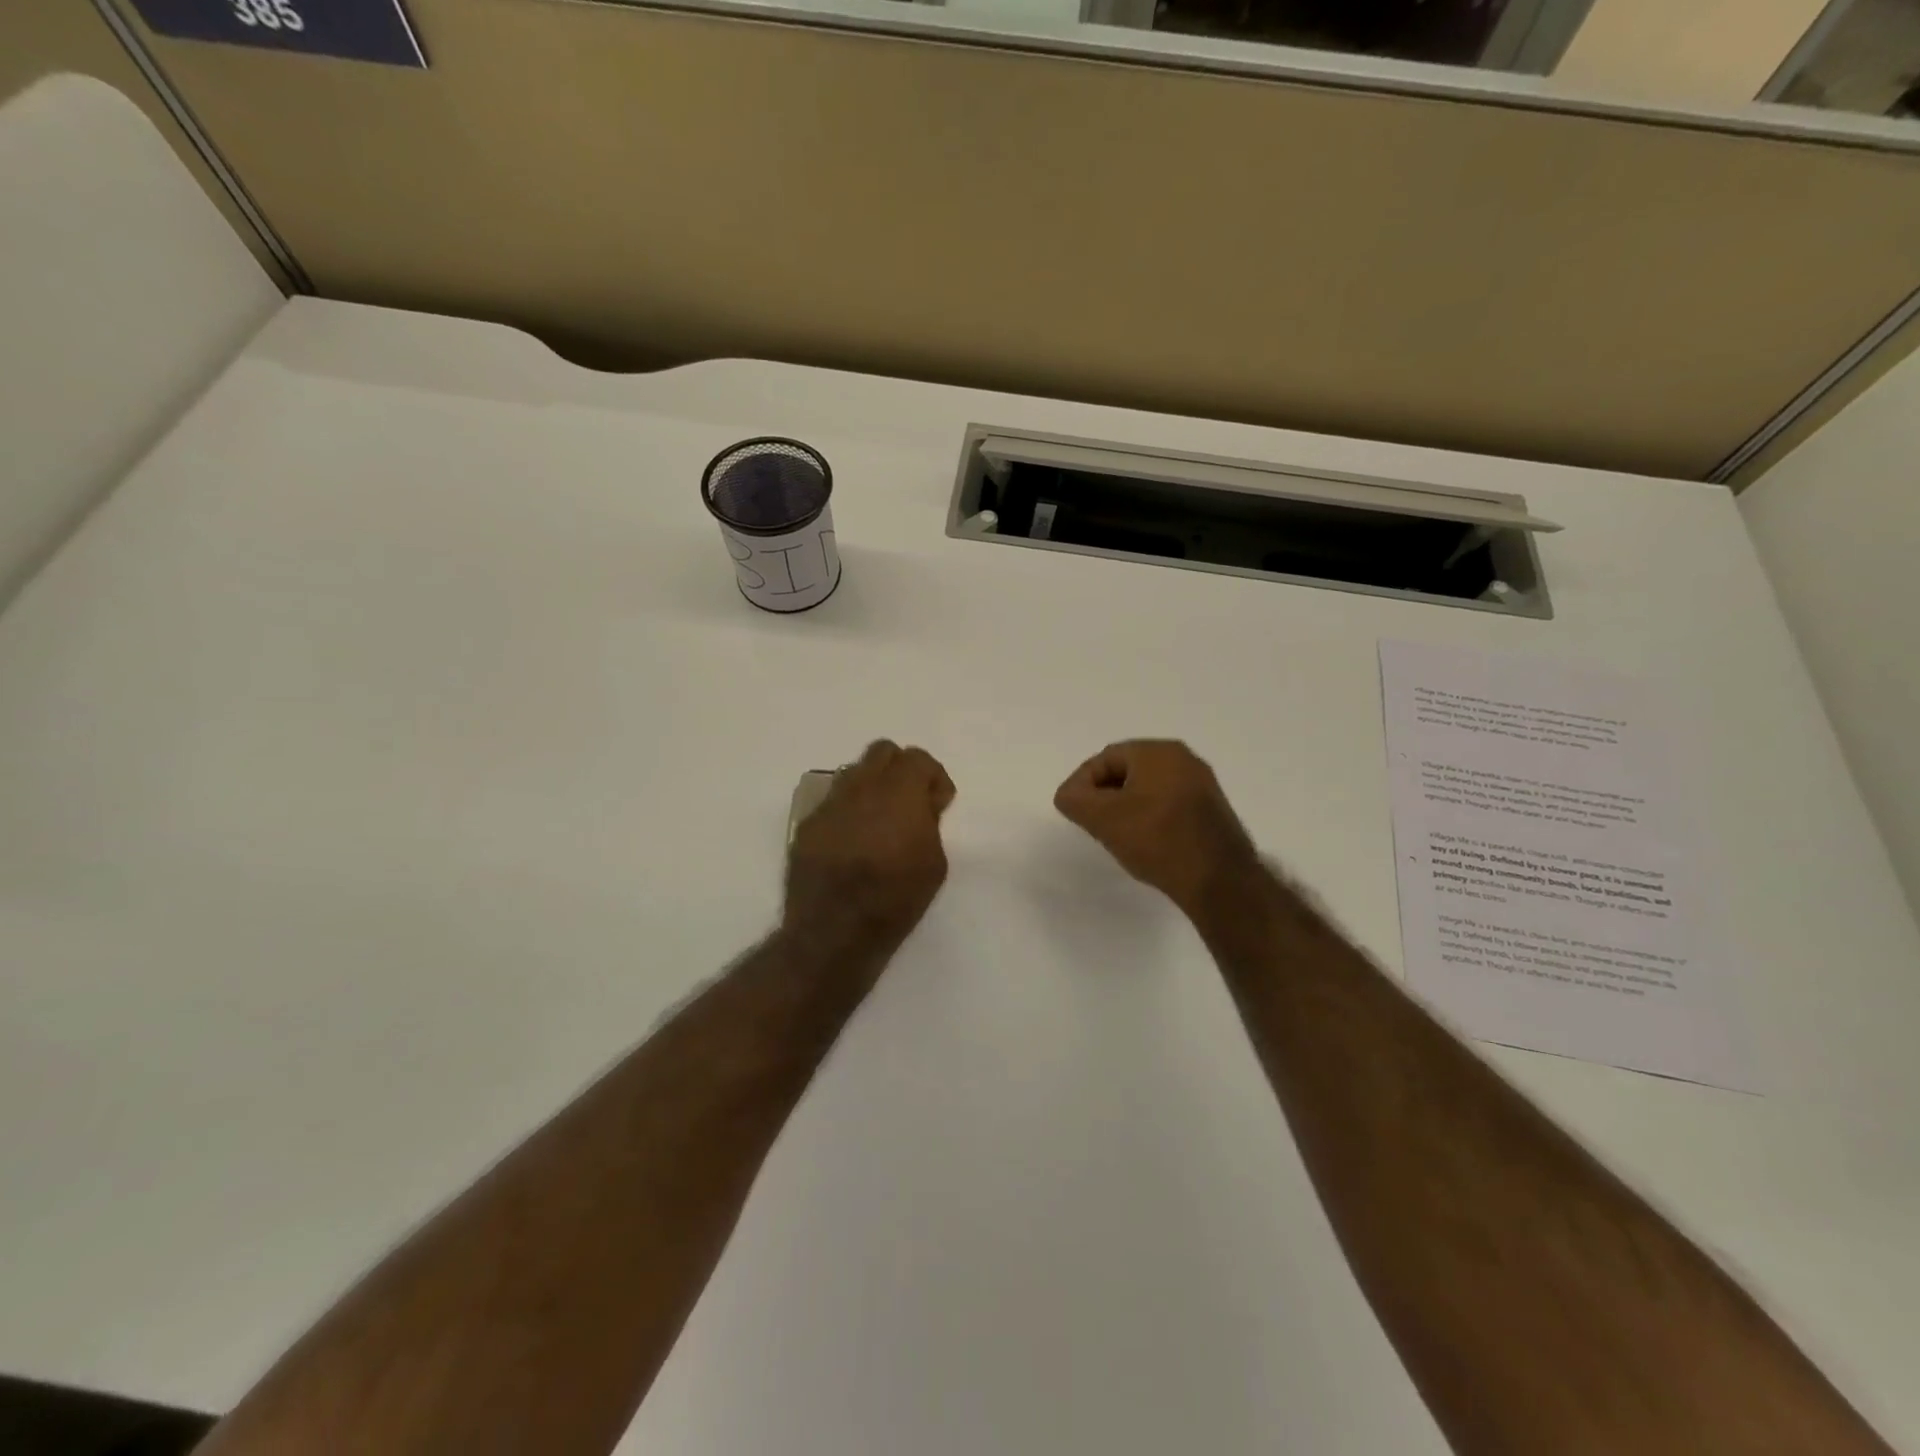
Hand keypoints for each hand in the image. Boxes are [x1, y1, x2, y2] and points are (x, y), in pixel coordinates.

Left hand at [785, 740, 955, 947]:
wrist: (834, 931)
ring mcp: (830, 803)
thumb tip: (921, 806)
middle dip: (901, 770)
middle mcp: (861, 786)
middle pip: (882, 752)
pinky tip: (852, 843)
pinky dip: (848, 812)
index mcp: (899, 790)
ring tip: (879, 821)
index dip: (933, 777)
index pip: (918, 758)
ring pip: (854, 773)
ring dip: (872, 786)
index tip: (938, 804)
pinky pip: (833, 803)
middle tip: (910, 802)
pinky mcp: (808, 825)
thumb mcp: (935, 863)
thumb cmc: (896, 898)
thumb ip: (930, 823)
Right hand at [1054, 740, 1258, 918]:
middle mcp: (1184, 759)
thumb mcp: (1103, 819)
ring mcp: (1202, 785)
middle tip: (1092, 823)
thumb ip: (1075, 799)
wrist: (1219, 880)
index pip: (1105, 758)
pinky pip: (1169, 805)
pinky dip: (1150, 818)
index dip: (1082, 783)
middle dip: (1104, 795)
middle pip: (1127, 771)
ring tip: (1116, 836)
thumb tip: (1068, 794)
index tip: (1074, 811)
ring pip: (1148, 789)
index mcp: (1158, 752)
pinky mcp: (1212, 811)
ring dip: (1126, 808)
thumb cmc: (1157, 840)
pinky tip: (1145, 843)